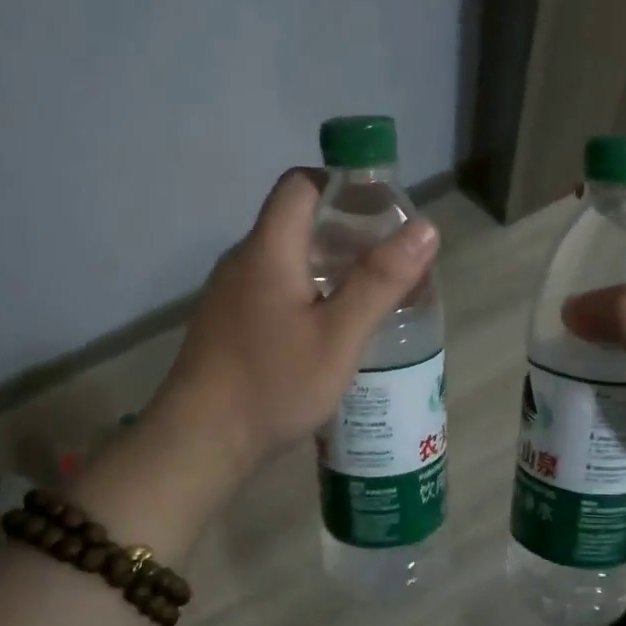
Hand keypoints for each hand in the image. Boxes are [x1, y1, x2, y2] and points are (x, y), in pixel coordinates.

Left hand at [155, 167, 439, 473]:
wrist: (200, 441)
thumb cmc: (273, 383)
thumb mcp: (339, 336)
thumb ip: (381, 281)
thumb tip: (425, 228)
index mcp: (269, 249)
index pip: (301, 184)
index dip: (342, 185)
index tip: (382, 212)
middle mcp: (244, 260)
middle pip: (297, 221)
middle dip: (347, 231)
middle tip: (389, 261)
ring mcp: (231, 293)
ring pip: (287, 258)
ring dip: (329, 265)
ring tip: (370, 295)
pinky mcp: (228, 322)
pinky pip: (274, 287)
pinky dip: (307, 291)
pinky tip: (330, 328)